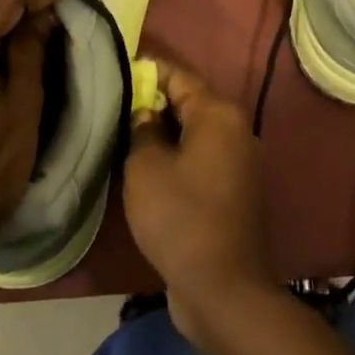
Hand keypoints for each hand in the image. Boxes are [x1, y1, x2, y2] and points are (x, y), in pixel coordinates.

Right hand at [123, 56, 273, 348]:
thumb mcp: (146, 168)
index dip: (147, 69)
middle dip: (153, 99)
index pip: (178, 75)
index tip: (118, 65)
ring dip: (164, 129)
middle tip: (115, 101)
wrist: (223, 289)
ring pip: (195, 131)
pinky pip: (201, 157)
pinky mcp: (235, 189)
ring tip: (125, 130)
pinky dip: (177, 154)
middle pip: (189, 101)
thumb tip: (145, 113)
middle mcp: (236, 129)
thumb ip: (142, 130)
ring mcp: (239, 160)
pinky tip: (148, 164)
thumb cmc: (180, 217)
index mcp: (218, 113)